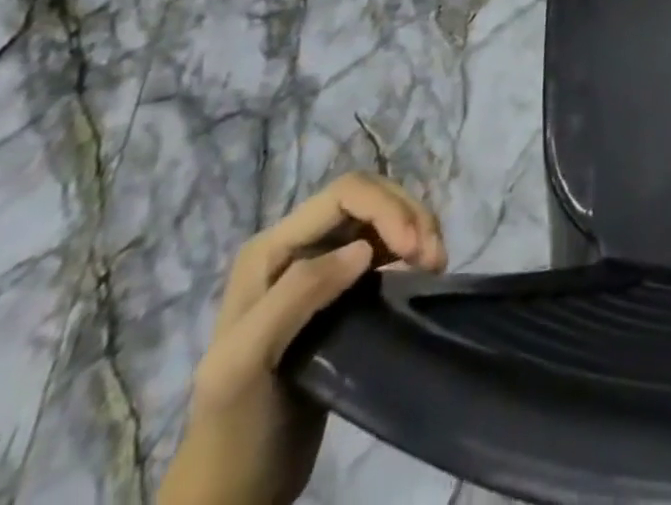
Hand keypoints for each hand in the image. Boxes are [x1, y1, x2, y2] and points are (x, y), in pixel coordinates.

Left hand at [157, 174, 446, 504]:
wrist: (236, 487)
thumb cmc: (234, 425)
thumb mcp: (244, 364)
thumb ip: (295, 297)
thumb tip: (363, 249)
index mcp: (272, 248)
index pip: (345, 194)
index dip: (387, 207)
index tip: (415, 249)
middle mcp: (298, 244)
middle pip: (370, 197)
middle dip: (409, 215)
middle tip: (435, 258)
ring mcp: (323, 264)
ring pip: (384, 217)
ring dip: (418, 229)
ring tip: (436, 264)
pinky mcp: (346, 288)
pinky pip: (389, 245)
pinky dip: (415, 248)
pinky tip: (424, 272)